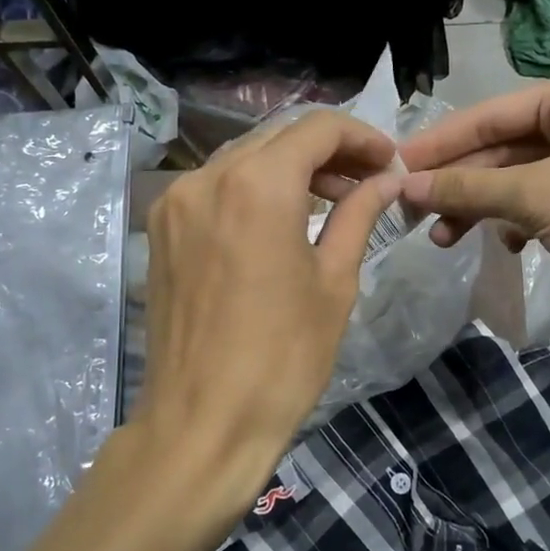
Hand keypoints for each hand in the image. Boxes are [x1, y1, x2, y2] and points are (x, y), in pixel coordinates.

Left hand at [132, 110, 401, 518]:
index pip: (317, 128)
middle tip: (366, 183)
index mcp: (257, 184)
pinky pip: (214, 188)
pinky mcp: (160, 229)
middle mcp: (207, 177)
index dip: (361, 137)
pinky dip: (251, 190)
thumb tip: (386, 180)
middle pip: (277, 138)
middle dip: (327, 152)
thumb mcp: (334, 282)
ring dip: (289, 170)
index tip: (389, 163)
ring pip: (243, 159)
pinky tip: (278, 220)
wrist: (203, 421)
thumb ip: (359, 215)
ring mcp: (176, 202)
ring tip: (328, 202)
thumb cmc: (283, 357)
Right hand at [397, 72, 549, 338]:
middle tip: (413, 211)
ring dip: (482, 206)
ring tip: (444, 239)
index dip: (441, 142)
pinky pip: (543, 200)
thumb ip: (468, 186)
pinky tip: (505, 246)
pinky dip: (516, 220)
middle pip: (504, 146)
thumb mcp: (535, 198)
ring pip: (520, 177)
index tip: (395, 166)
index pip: (491, 113)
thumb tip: (407, 185)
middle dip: (460, 182)